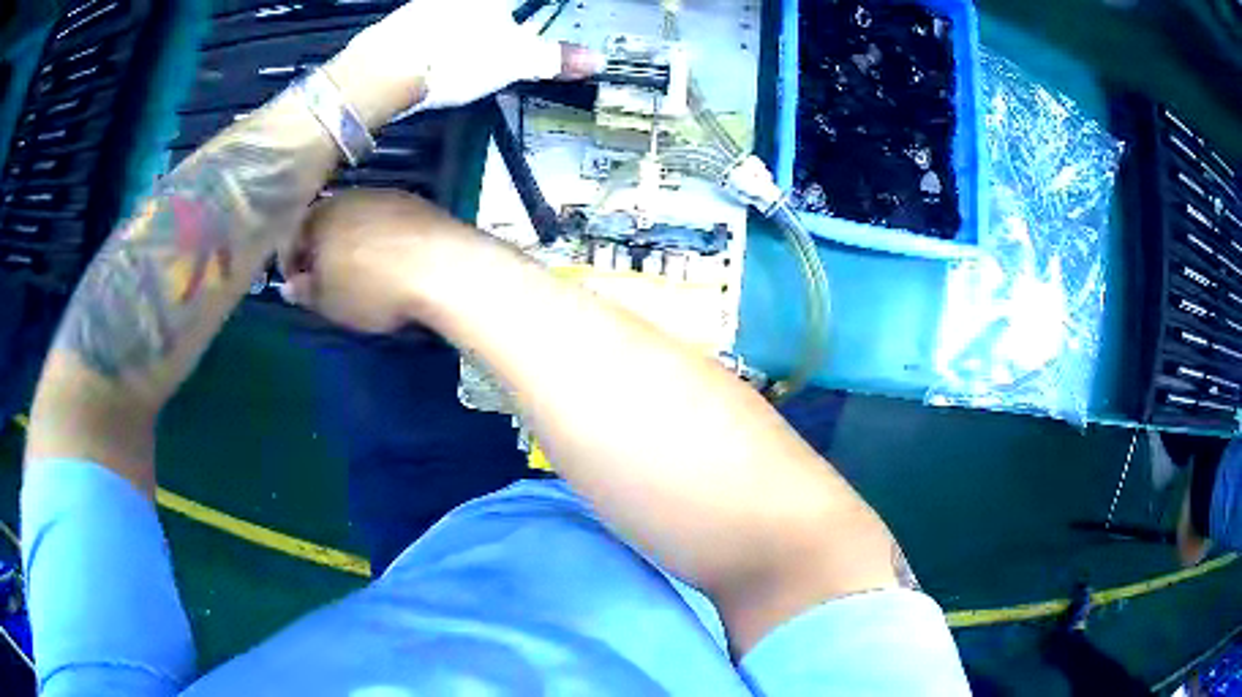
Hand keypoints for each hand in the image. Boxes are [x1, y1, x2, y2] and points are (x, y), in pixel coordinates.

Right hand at [279, 189, 465, 332]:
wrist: (441, 266)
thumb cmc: (372, 286)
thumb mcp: (330, 301)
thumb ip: (306, 292)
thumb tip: (290, 286)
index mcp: (321, 216)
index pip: (295, 235)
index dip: (293, 261)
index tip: (297, 285)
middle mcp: (351, 196)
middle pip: (328, 221)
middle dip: (323, 248)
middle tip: (327, 278)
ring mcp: (387, 196)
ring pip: (359, 218)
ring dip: (353, 241)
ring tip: (359, 270)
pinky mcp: (418, 203)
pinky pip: (388, 222)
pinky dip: (382, 239)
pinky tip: (391, 260)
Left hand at [341, 0, 600, 116]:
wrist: (381, 73)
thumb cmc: (455, 57)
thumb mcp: (513, 61)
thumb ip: (554, 58)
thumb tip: (596, 61)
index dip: (545, 5)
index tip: (542, 13)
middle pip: (498, 4)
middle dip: (514, 13)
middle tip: (525, 20)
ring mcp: (432, 4)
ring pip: (465, 11)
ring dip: (485, 17)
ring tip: (489, 46)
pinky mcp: (410, 19)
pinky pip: (444, 15)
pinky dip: (458, 24)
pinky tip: (456, 43)